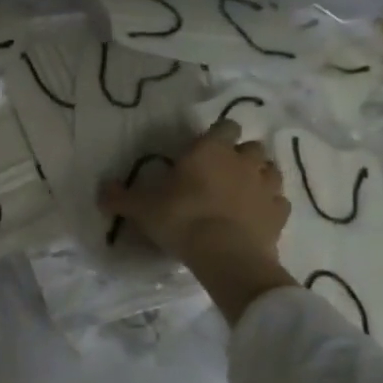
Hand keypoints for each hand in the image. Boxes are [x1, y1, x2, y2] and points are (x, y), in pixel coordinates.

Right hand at [99, 121, 296, 321]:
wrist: (225, 255)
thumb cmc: (181, 219)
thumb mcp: (141, 208)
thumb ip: (120, 197)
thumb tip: (102, 191)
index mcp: (211, 150)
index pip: (224, 127)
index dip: (217, 136)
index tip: (203, 151)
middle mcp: (243, 161)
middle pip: (251, 147)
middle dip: (240, 156)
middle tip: (221, 174)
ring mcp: (267, 187)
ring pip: (270, 171)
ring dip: (258, 177)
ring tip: (241, 193)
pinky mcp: (279, 214)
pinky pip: (278, 202)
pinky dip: (269, 206)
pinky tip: (255, 217)